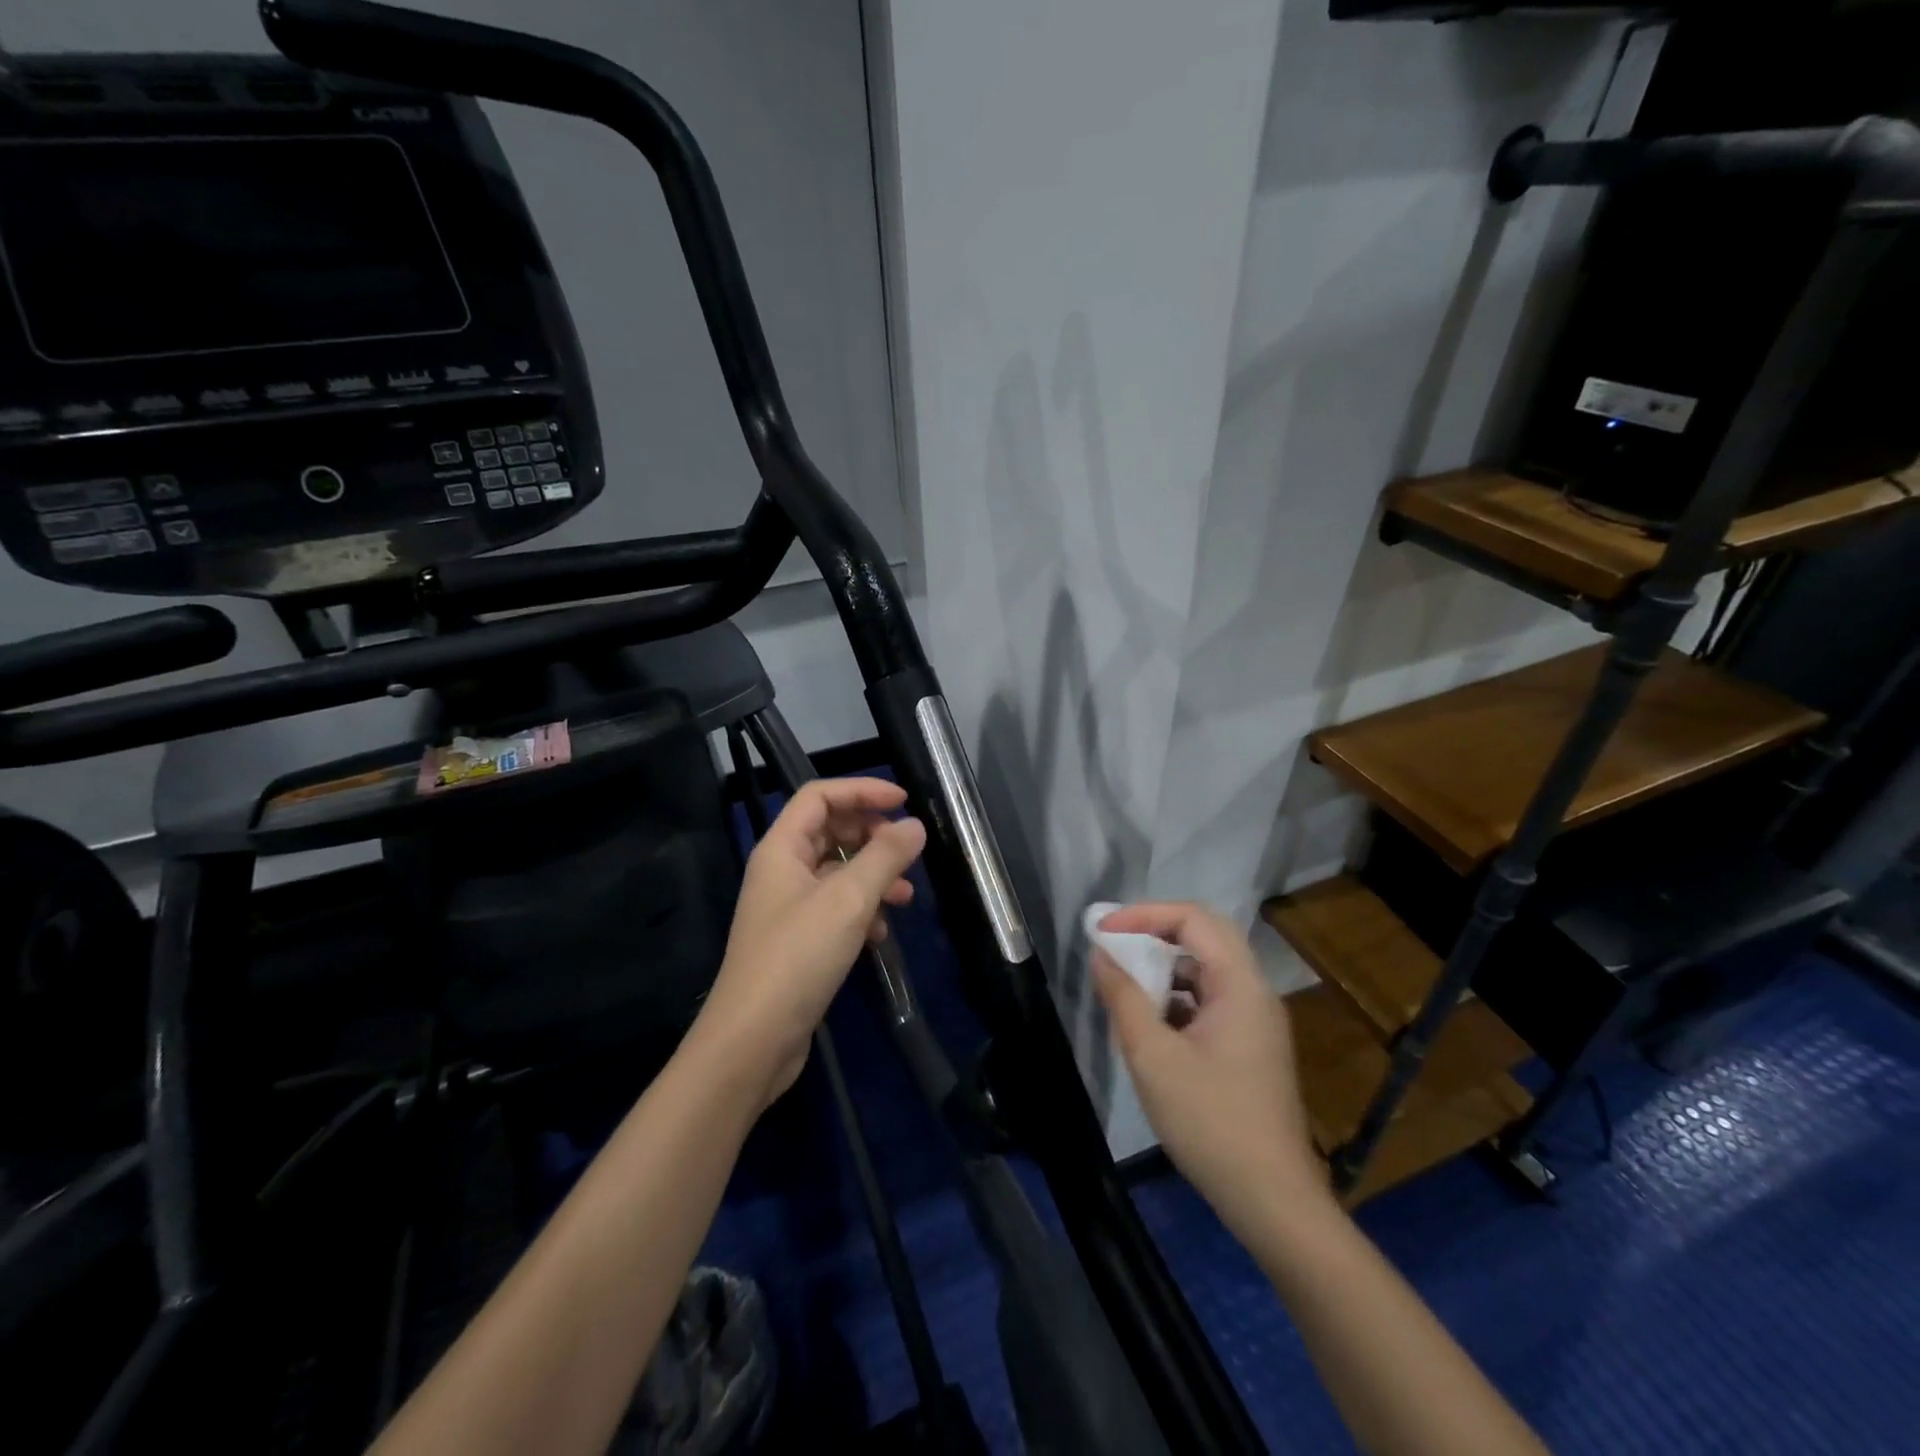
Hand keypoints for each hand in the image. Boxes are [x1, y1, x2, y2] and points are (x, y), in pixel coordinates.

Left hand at [698, 778, 925, 1105]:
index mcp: (781, 849)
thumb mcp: (848, 901)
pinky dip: (862, 910)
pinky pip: (836, 907)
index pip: (820, 796)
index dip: (861, 790)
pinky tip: (882, 932)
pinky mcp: (799, 939)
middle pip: (829, 830)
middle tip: (907, 849)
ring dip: (873, 875)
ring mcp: (789, 906)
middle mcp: (781, 870)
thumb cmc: (797, 958)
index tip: (903, 801)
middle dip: (871, 835)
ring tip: (907, 895)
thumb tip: (915, 826)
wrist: (753, 1041)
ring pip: (837, 871)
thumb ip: (884, 857)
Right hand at [1093, 902, 1328, 1237]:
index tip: (1103, 931)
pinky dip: (1176, 998)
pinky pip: (1209, 1001)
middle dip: (1154, 933)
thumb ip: (1124, 997)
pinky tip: (1148, 1024)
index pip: (1194, 919)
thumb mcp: (1153, 1056)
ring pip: (1206, 971)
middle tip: (1112, 942)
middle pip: (1204, 937)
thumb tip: (1101, 955)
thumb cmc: (1210, 1121)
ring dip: (1163, 968)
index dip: (1145, 914)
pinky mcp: (1250, 1048)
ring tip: (1124, 983)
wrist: (1272, 1200)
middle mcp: (1255, 993)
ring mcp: (1256, 1022)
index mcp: (1240, 985)